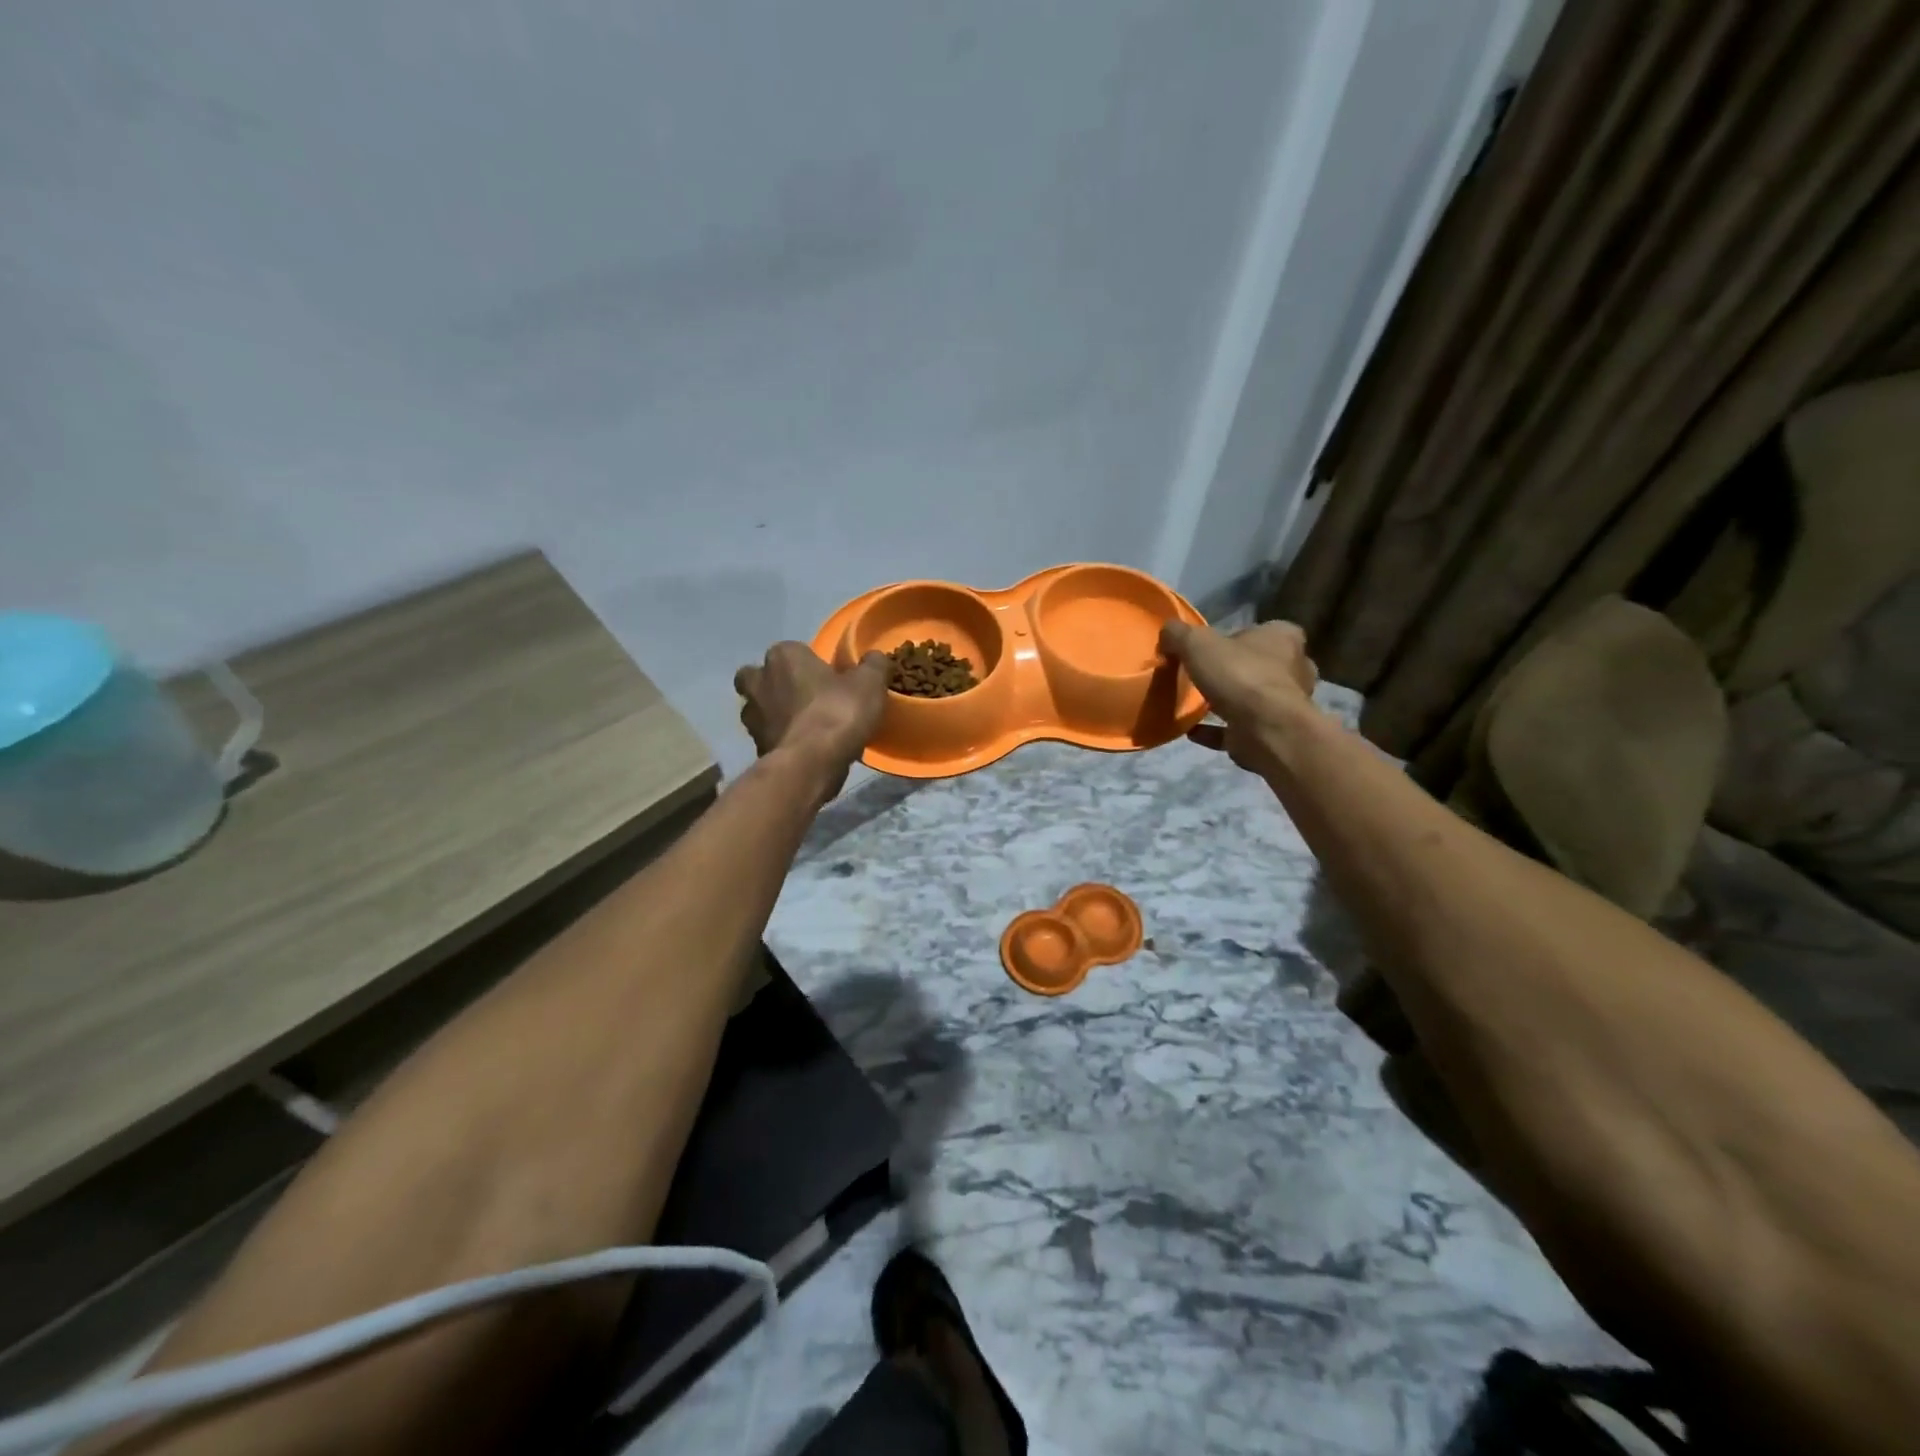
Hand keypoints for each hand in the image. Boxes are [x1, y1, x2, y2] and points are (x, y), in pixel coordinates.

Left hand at [735, 642, 888, 798]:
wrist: (809, 764)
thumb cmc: (837, 713)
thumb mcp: (869, 684)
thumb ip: (873, 665)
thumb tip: (875, 658)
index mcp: (783, 656)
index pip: (793, 650)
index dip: (809, 663)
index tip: (829, 678)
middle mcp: (758, 681)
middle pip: (760, 677)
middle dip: (776, 685)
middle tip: (805, 698)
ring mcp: (752, 717)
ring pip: (759, 709)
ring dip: (775, 715)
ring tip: (805, 727)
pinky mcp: (755, 747)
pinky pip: (768, 737)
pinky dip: (781, 741)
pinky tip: (804, 750)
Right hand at [1158, 620, 1318, 774]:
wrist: (1265, 730)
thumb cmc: (1240, 675)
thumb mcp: (1198, 643)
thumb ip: (1180, 634)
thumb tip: (1167, 632)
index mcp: (1284, 638)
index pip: (1265, 630)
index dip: (1239, 636)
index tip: (1214, 647)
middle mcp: (1293, 669)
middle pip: (1261, 665)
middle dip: (1236, 670)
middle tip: (1205, 675)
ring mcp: (1285, 705)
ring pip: (1252, 698)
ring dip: (1228, 701)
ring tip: (1195, 704)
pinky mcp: (1271, 733)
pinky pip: (1238, 729)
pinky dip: (1216, 730)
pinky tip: (1192, 730)